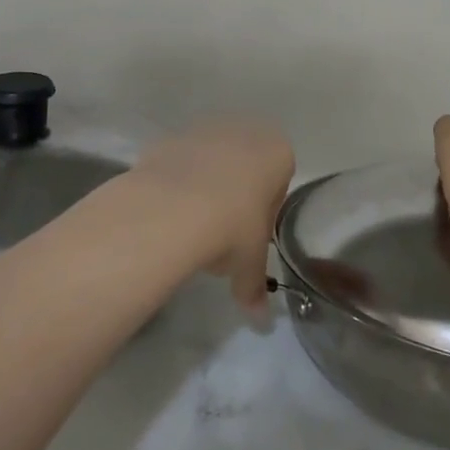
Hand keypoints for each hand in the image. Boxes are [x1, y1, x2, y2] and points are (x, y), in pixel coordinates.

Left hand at [125, 119, 294, 311]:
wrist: (172, 208)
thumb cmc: (232, 228)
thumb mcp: (249, 263)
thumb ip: (255, 287)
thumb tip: (260, 320)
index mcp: (278, 151)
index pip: (279, 181)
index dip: (265, 213)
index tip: (250, 237)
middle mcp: (246, 130)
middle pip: (246, 167)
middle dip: (237, 196)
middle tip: (223, 235)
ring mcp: (206, 129)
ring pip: (213, 162)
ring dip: (207, 188)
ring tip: (192, 227)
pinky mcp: (171, 137)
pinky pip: (181, 163)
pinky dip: (178, 184)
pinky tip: (169, 212)